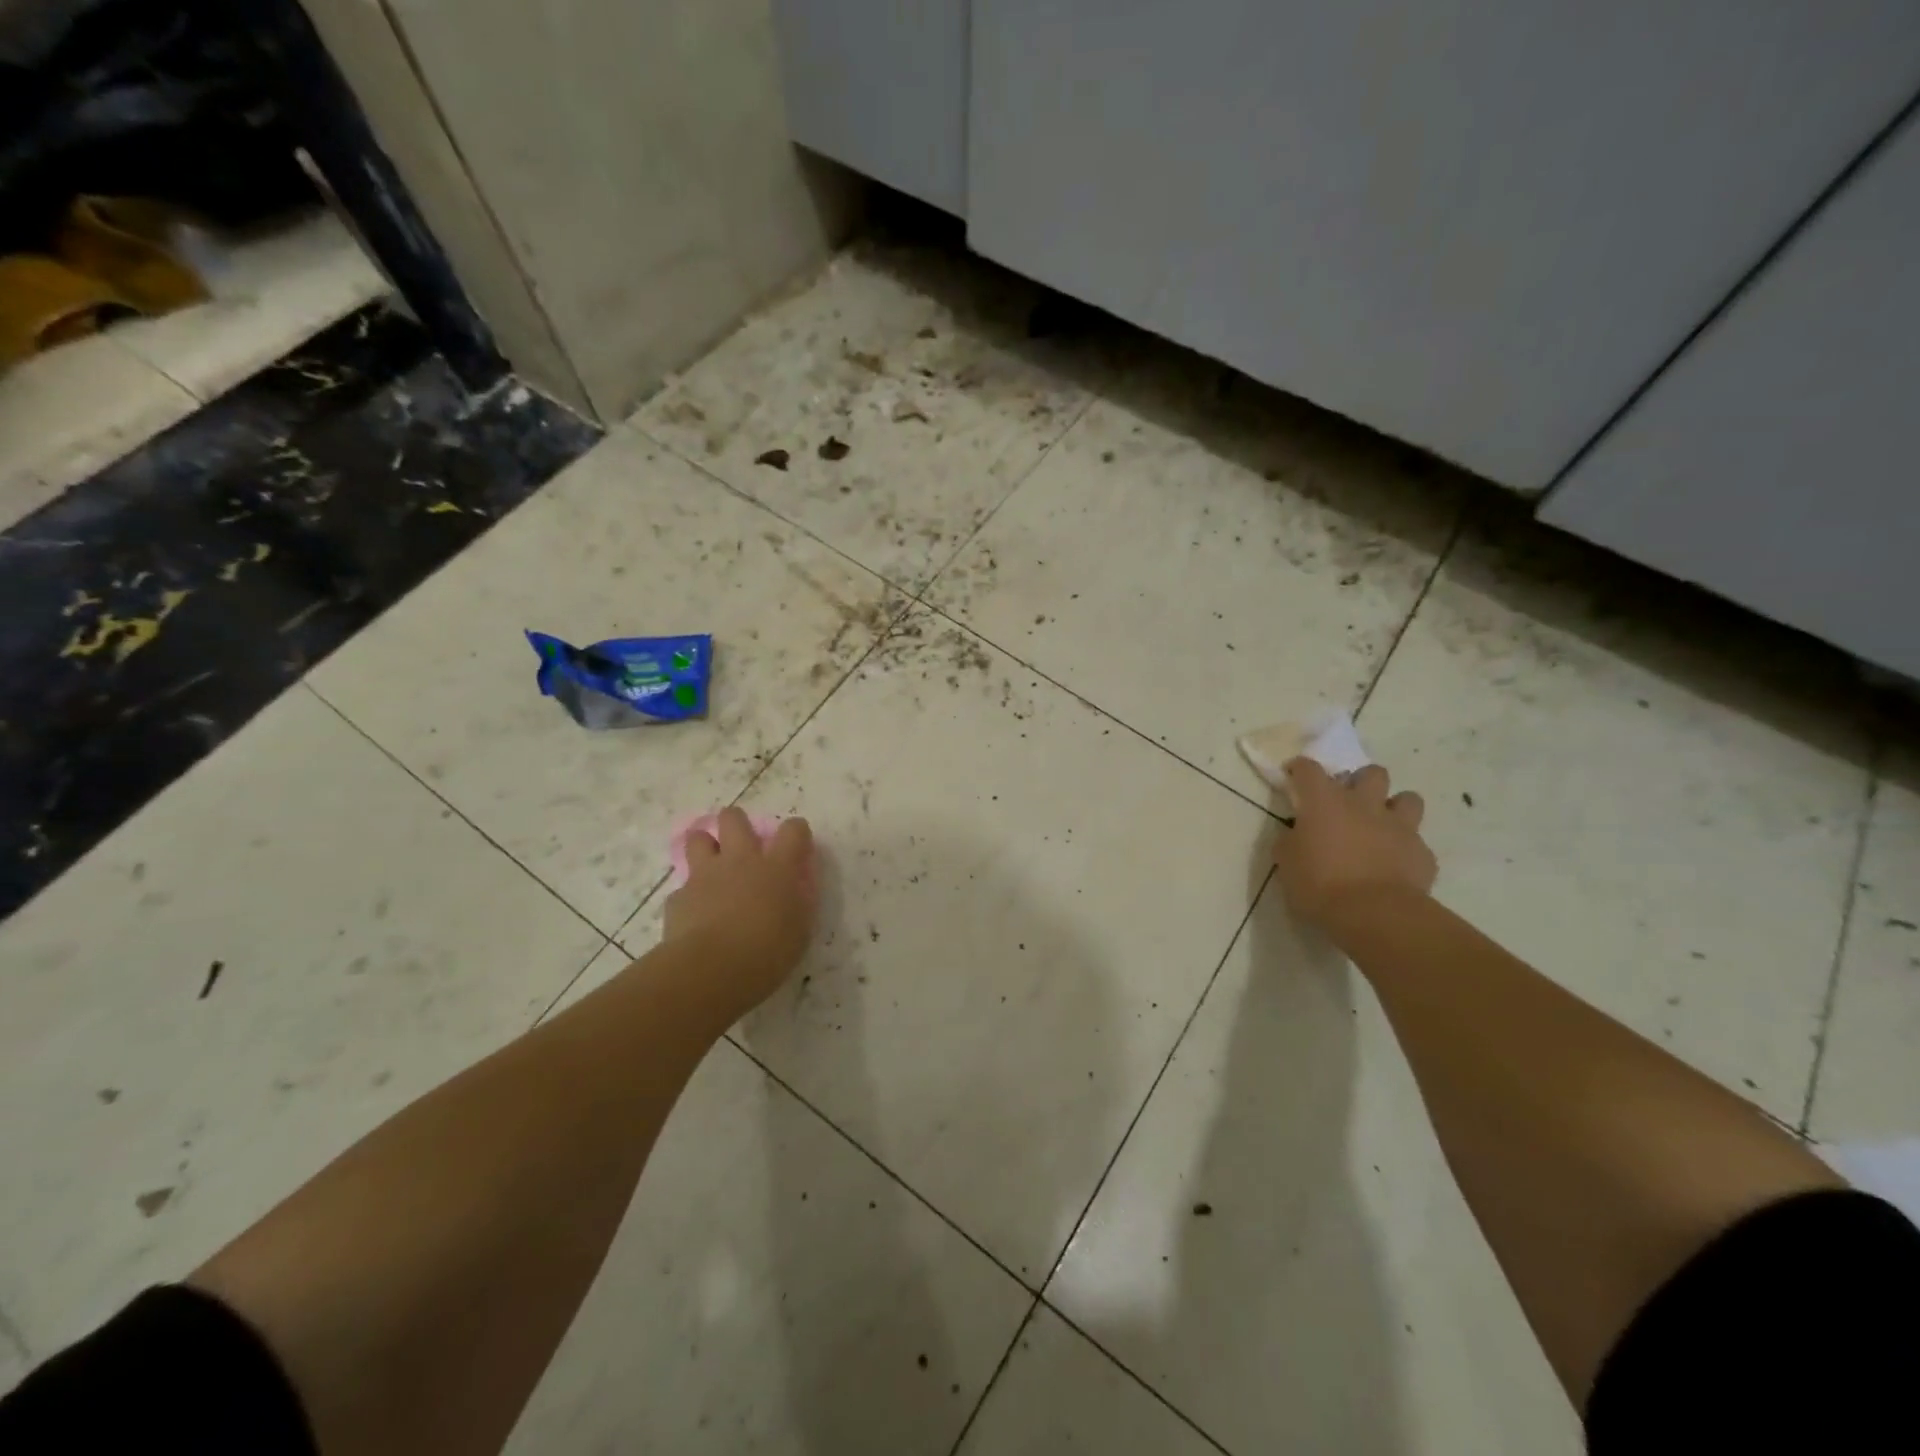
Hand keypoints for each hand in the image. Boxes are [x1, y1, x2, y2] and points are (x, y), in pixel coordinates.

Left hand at [662, 808, 816, 1015]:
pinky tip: (695, 915)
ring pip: (698, 838)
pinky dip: (690, 897)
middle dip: (736, 823)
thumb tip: (794, 892)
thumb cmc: (768, 952)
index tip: (797, 843)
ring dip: (705, 847)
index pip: (793, 831)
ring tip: (712, 867)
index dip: (796, 831)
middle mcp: (740, 861)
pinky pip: (683, 888)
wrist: (712, 970)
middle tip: (742, 844)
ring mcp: (705, 876)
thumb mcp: (799, 930)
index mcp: (777, 868)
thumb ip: (797, 904)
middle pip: (734, 819)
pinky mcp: (679, 897)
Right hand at [1274, 759, 1436, 929]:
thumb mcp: (1287, 863)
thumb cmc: (1320, 885)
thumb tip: (1296, 834)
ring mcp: (1399, 827)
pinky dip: (1405, 848)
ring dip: (1394, 807)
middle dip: (1360, 782)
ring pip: (1408, 799)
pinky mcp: (1422, 852)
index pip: (1309, 769)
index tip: (1294, 775)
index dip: (1300, 768)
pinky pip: (1416, 841)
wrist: (1375, 915)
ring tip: (1382, 825)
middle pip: (1371, 773)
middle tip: (1349, 802)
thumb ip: (1291, 841)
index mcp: (1325, 803)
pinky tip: (1395, 864)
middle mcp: (1364, 805)